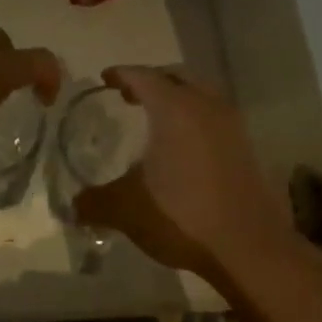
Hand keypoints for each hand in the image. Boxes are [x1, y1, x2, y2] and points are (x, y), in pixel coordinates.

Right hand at [75, 67, 291, 277]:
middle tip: (129, 95)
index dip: (122, 74)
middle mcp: (206, 106)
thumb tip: (73, 205)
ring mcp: (232, 126)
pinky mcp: (247, 148)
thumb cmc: (182, 216)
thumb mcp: (126, 210)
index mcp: (174, 109)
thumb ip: (95, 202)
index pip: (144, 76)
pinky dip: (196, 119)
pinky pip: (216, 118)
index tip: (105, 79)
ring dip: (178, 99)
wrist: (248, 247)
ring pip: (201, 95)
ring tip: (157, 119)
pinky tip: (184, 147)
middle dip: (151, 81)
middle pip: (176, 78)